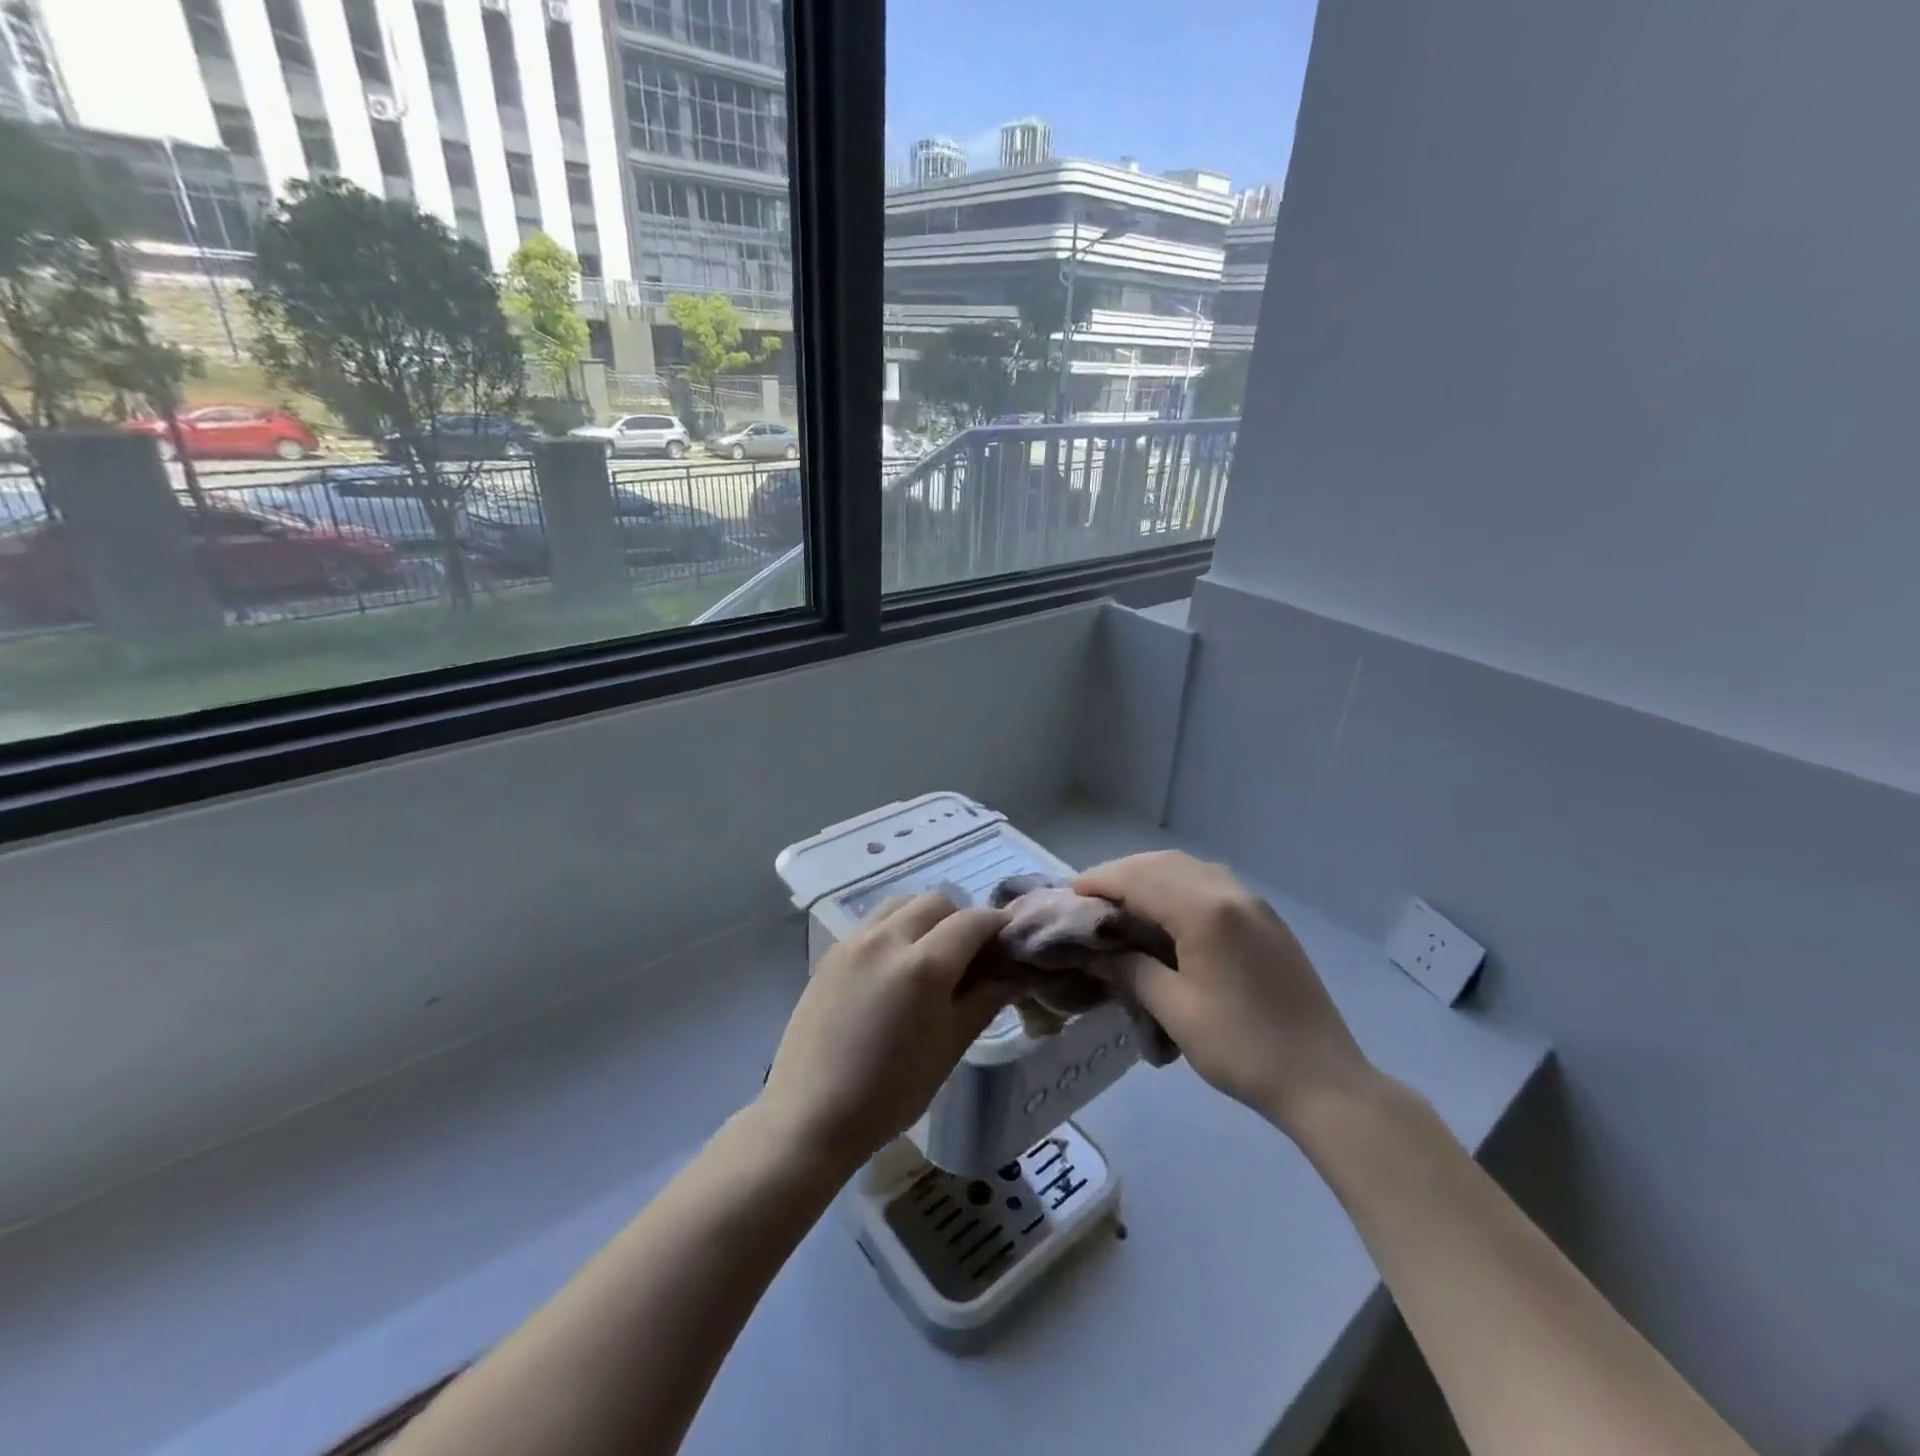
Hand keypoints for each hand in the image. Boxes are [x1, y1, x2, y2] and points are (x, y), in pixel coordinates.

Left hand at [757, 894, 1010, 1176]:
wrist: (811, 1115)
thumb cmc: (891, 1092)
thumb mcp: (950, 1046)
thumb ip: (985, 999)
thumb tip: (1015, 972)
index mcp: (923, 965)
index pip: (972, 921)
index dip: (997, 926)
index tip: (1009, 942)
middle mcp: (888, 938)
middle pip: (937, 902)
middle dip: (961, 919)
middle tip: (971, 954)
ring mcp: (854, 941)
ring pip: (902, 904)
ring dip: (926, 917)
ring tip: (932, 954)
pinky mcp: (832, 952)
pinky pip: (874, 923)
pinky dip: (896, 929)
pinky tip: (896, 967)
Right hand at [1073, 852, 1375, 1133]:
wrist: (1323, 1081)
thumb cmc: (1241, 1048)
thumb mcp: (1174, 1009)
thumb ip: (1130, 968)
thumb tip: (1092, 951)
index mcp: (1206, 911)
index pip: (1139, 879)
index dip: (1099, 882)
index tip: (1068, 895)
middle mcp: (1230, 893)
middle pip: (1163, 864)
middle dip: (1121, 874)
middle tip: (1089, 898)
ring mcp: (1253, 903)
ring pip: (1189, 869)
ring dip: (1150, 876)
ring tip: (1120, 902)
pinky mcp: (1266, 920)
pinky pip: (1211, 884)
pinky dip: (1178, 886)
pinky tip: (1164, 912)